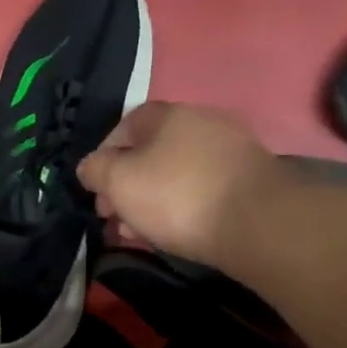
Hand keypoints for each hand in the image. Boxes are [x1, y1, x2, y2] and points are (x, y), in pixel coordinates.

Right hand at [76, 102, 280, 265]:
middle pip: (150, 153)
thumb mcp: (118, 181)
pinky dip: (181, 208)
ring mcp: (229, 151)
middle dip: (126, 185)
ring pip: (174, 174)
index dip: (103, 156)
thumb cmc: (176, 195)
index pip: (124, 126)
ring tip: (137, 233)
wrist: (257, 222)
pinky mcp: (248, 180)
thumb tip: (89, 168)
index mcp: (167, 114)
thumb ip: (95, 170)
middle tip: (113, 217)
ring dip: (150, 201)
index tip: (95, 188)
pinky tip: (172, 233)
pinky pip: (201, 190)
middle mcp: (201, 123)